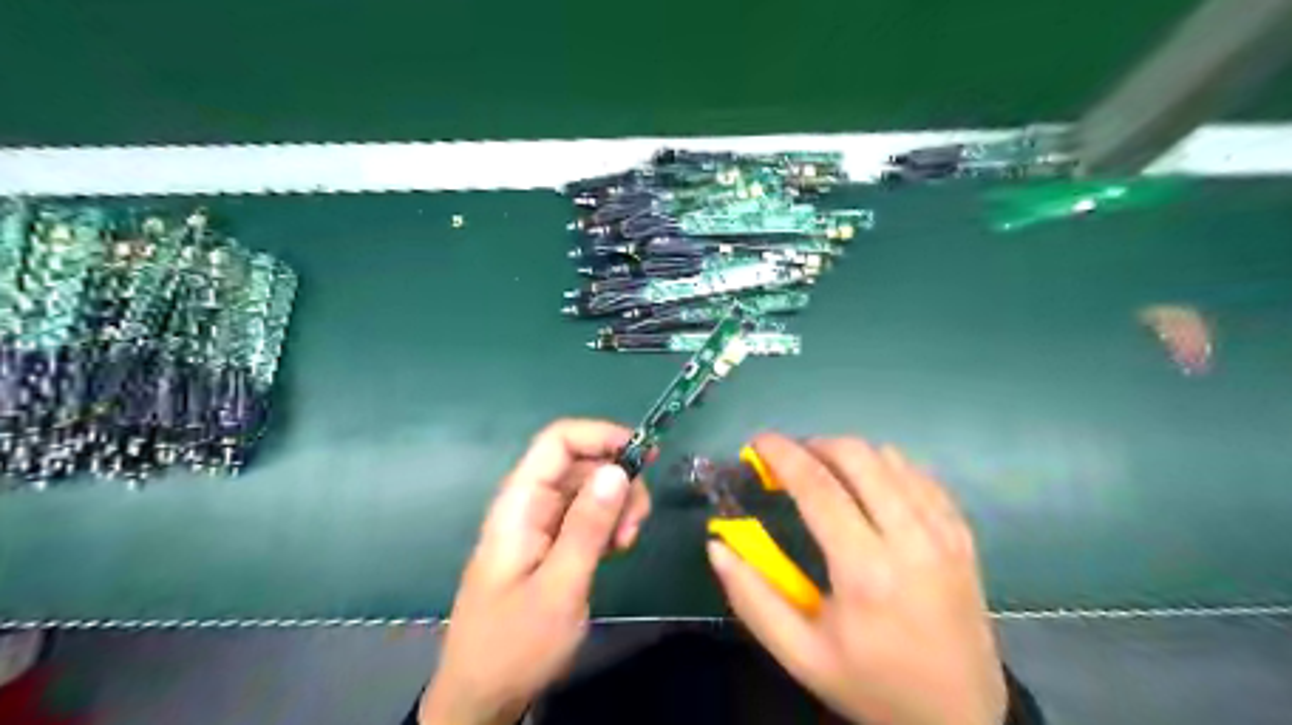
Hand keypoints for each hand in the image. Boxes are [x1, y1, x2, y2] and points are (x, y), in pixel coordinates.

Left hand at [423, 419, 651, 724]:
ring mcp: (541, 523)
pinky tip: (618, 549)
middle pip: (581, 462)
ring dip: (617, 504)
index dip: (601, 435)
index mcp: (520, 503)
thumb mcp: (560, 586)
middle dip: (617, 479)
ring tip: (626, 542)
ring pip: (589, 488)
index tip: (644, 455)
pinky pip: (587, 515)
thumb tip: (618, 469)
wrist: (483, 695)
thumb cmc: (515, 643)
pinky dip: (609, 523)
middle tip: (636, 522)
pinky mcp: (552, 543)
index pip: (558, 441)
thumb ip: (588, 526)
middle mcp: (530, 504)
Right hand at [711, 433, 1001, 724]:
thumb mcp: (800, 654)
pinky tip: (868, 486)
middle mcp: (911, 539)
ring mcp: (944, 532)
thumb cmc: (872, 684)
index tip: (758, 442)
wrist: (962, 716)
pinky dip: (885, 466)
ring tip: (824, 473)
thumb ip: (751, 598)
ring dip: (848, 454)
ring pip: (890, 458)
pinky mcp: (963, 533)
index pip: (818, 487)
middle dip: (815, 445)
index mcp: (866, 572)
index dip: (782, 455)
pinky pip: (919, 475)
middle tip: (790, 461)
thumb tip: (717, 545)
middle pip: (858, 457)